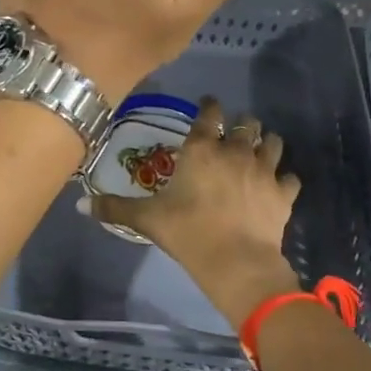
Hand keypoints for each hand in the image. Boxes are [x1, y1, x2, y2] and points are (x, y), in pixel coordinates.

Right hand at [87, 99, 300, 328]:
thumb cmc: (188, 233)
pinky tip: (278, 186)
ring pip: (273, 142)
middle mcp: (235, 151)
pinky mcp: (284, 193)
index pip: (209, 114)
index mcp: (201, 150)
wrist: (236, 263)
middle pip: (246, 123)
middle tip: (233, 133)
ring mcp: (264, 170)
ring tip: (259, 149)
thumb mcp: (146, 220)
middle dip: (241, 124)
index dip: (209, 107)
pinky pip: (290, 178)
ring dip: (266, 143)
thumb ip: (114, 208)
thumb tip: (80, 203)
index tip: (208, 107)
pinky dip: (285, 179)